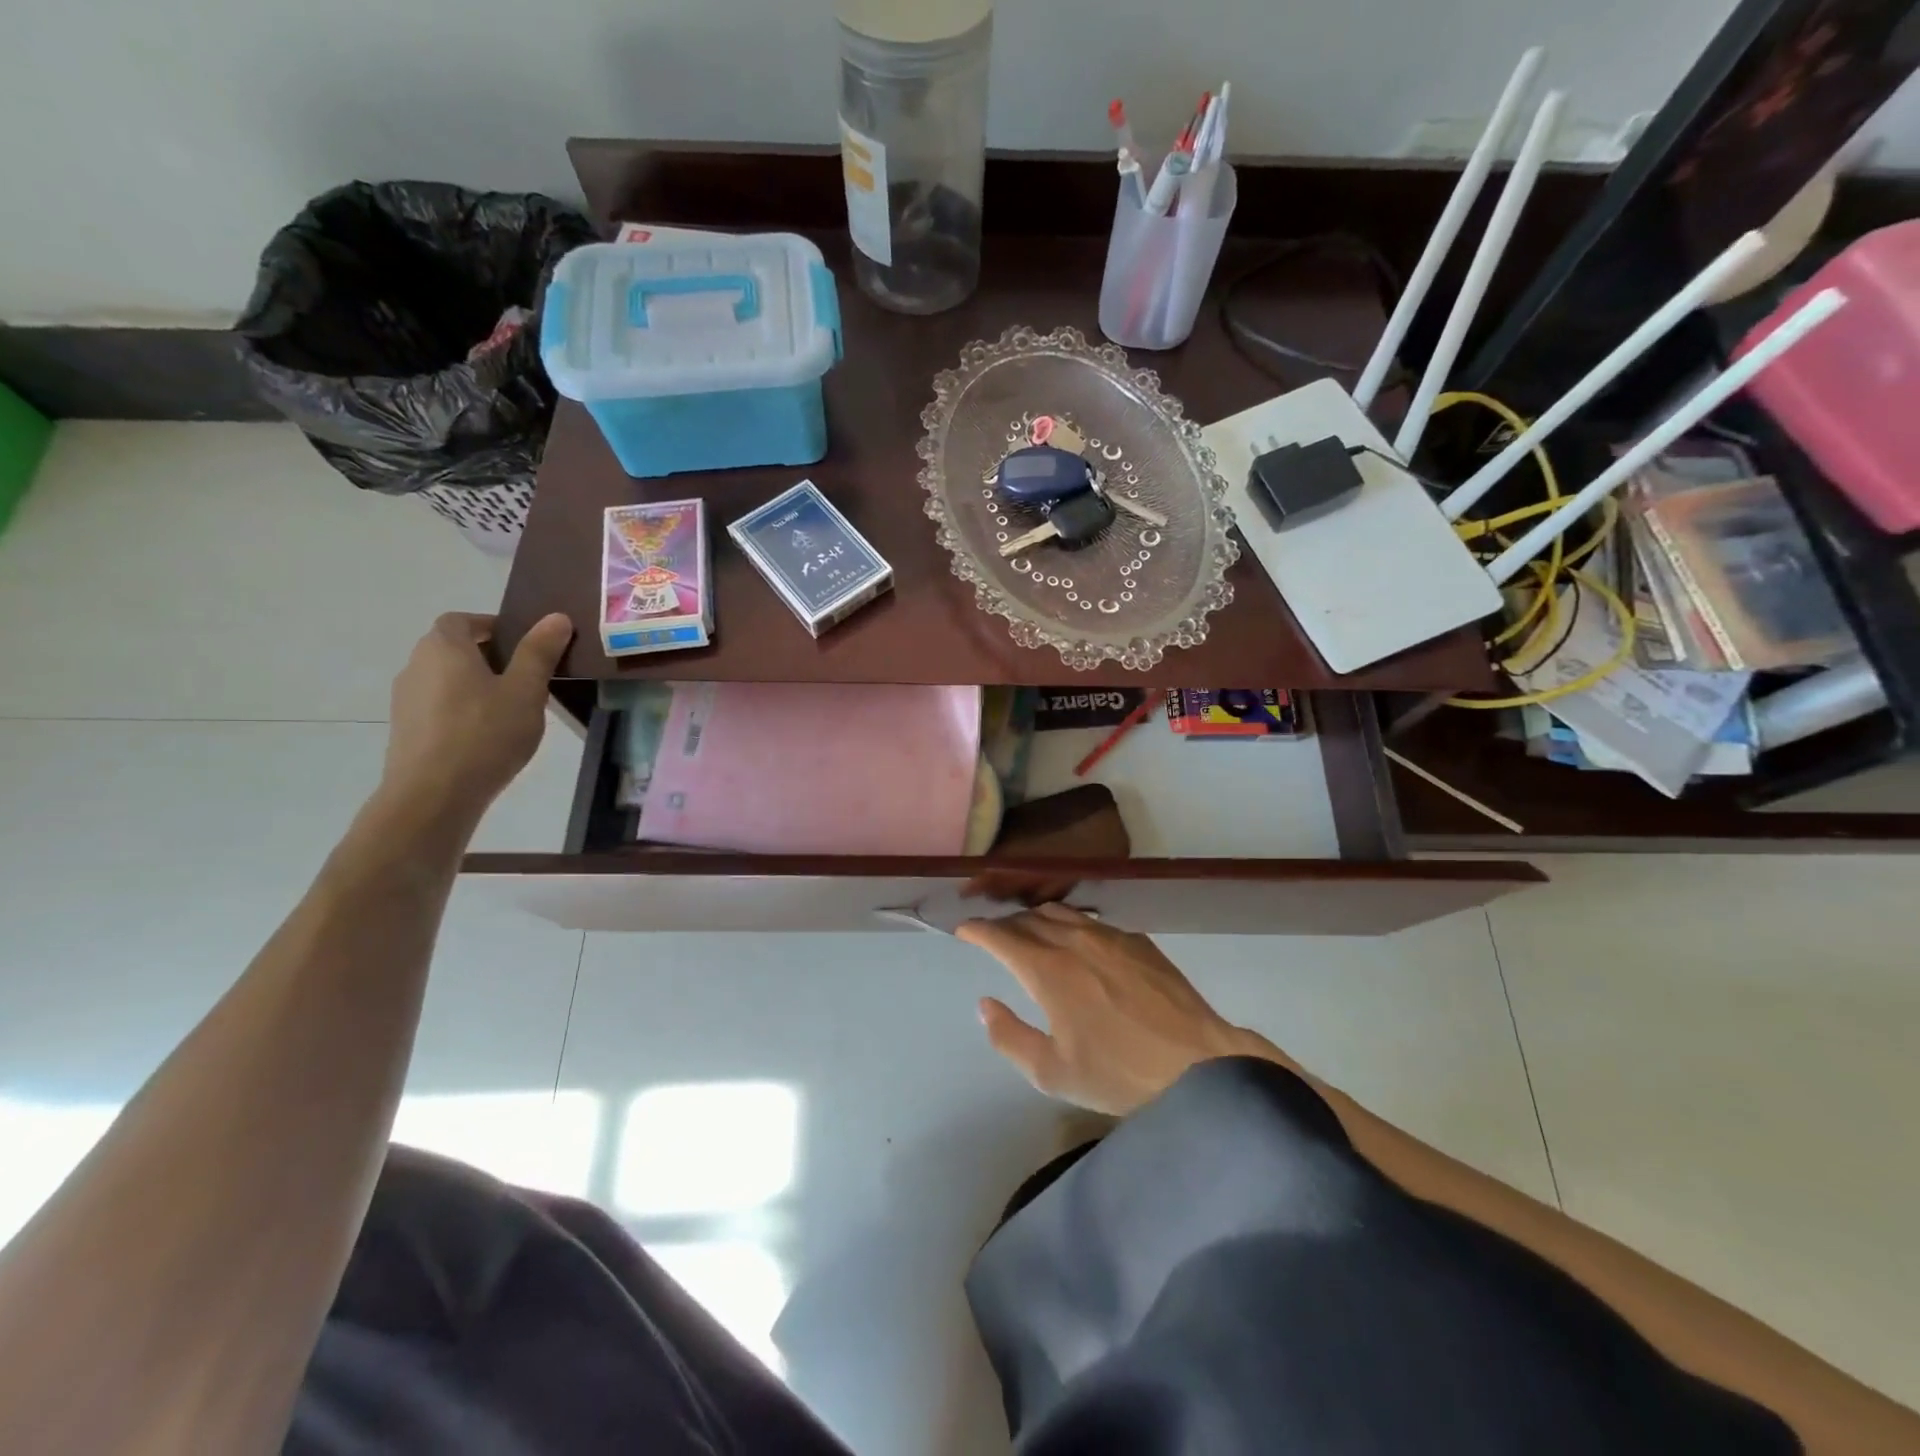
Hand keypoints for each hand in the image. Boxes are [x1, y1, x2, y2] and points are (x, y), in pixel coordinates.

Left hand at [382, 612, 572, 816]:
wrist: (434, 795)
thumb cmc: (485, 734)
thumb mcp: (525, 691)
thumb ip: (539, 652)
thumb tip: (556, 617)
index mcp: (444, 648)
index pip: (461, 620)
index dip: (491, 625)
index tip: (523, 644)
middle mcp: (416, 665)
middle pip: (452, 648)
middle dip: (488, 656)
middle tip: (527, 677)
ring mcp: (406, 699)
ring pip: (446, 679)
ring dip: (475, 684)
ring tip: (511, 710)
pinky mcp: (406, 729)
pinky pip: (439, 706)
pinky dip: (462, 709)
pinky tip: (487, 736)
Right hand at [957, 903, 1292, 1115]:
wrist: (1199, 1063)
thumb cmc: (1119, 1073)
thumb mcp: (1052, 1072)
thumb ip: (1009, 1037)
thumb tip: (985, 1004)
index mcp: (1047, 970)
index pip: (1001, 935)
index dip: (978, 929)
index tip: (964, 929)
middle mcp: (1074, 940)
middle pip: (1029, 918)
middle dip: (1005, 924)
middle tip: (994, 936)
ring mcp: (1110, 936)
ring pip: (1062, 913)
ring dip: (1037, 919)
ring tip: (1030, 932)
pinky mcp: (1139, 941)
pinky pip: (1093, 922)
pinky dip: (1072, 925)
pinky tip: (1079, 943)